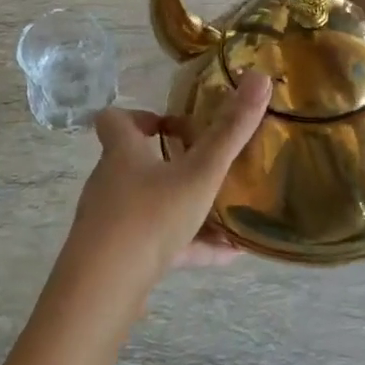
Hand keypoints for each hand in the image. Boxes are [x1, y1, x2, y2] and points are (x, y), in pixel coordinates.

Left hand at [49, 73, 272, 320]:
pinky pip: (158, 244)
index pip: (115, 120)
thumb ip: (231, 131)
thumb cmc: (150, 216)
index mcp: (123, 153)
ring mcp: (111, 221)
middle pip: (133, 162)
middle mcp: (110, 182)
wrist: (105, 287)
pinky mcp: (119, 256)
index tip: (172, 125)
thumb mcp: (200, 173)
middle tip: (206, 165)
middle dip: (169, 161)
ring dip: (183, 205)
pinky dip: (189, 245)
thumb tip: (260, 77)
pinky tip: (227, 256)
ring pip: (149, 205)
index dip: (140, 116)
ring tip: (225, 214)